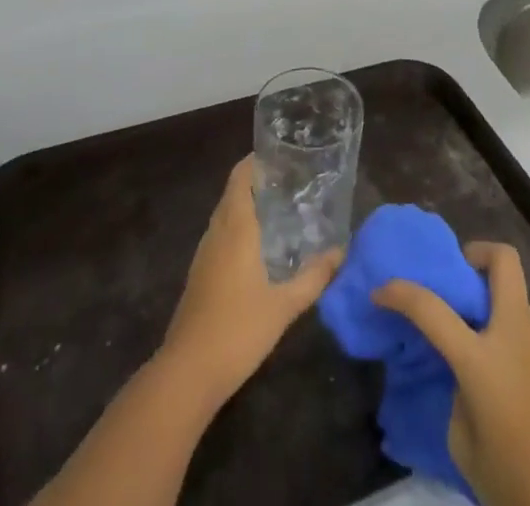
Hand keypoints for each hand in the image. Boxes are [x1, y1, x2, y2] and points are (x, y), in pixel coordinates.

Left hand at [158, 158, 342, 406]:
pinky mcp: (200, 274)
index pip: (241, 176)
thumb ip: (314, 276)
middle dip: (259, 182)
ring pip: (226, 214)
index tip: (283, 156)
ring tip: (282, 209)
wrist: (188, 373)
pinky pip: (222, 236)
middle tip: (292, 182)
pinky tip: (261, 248)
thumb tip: (342, 251)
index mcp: (235, 227)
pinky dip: (240, 228)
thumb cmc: (238, 329)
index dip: (257, 161)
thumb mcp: (285, 305)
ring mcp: (205, 253)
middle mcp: (217, 231)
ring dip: (248, 205)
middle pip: (234, 192)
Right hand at [375, 242, 529, 505]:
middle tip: (458, 278)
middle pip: (503, 260)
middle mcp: (515, 336)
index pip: (431, 309)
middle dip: (477, 253)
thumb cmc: (513, 481)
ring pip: (515, 297)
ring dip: (493, 304)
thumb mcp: (463, 443)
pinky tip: (505, 377)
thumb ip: (457, 392)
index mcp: (482, 360)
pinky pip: (528, 331)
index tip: (381, 291)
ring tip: (478, 341)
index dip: (399, 293)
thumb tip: (463, 372)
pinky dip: (509, 336)